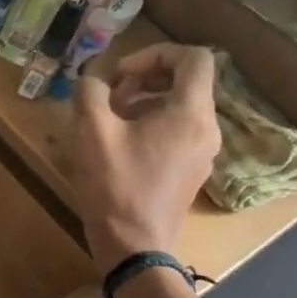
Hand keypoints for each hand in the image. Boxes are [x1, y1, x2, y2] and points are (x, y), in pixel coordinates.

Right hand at [68, 45, 221, 264]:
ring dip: (144, 102)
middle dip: (144, 78)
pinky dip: (151, 124)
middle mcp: (206, 128)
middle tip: (109, 95)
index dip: (154, 53)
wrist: (134, 244)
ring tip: (109, 120)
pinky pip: (177, 131)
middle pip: (186, 82)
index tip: (120, 73)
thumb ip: (90, 94)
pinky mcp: (191, 170)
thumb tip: (92, 80)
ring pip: (179, 107)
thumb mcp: (92, 131)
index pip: (193, 58)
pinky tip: (119, 145)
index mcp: (190, 113)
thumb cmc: (115, 184)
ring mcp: (203, 152)